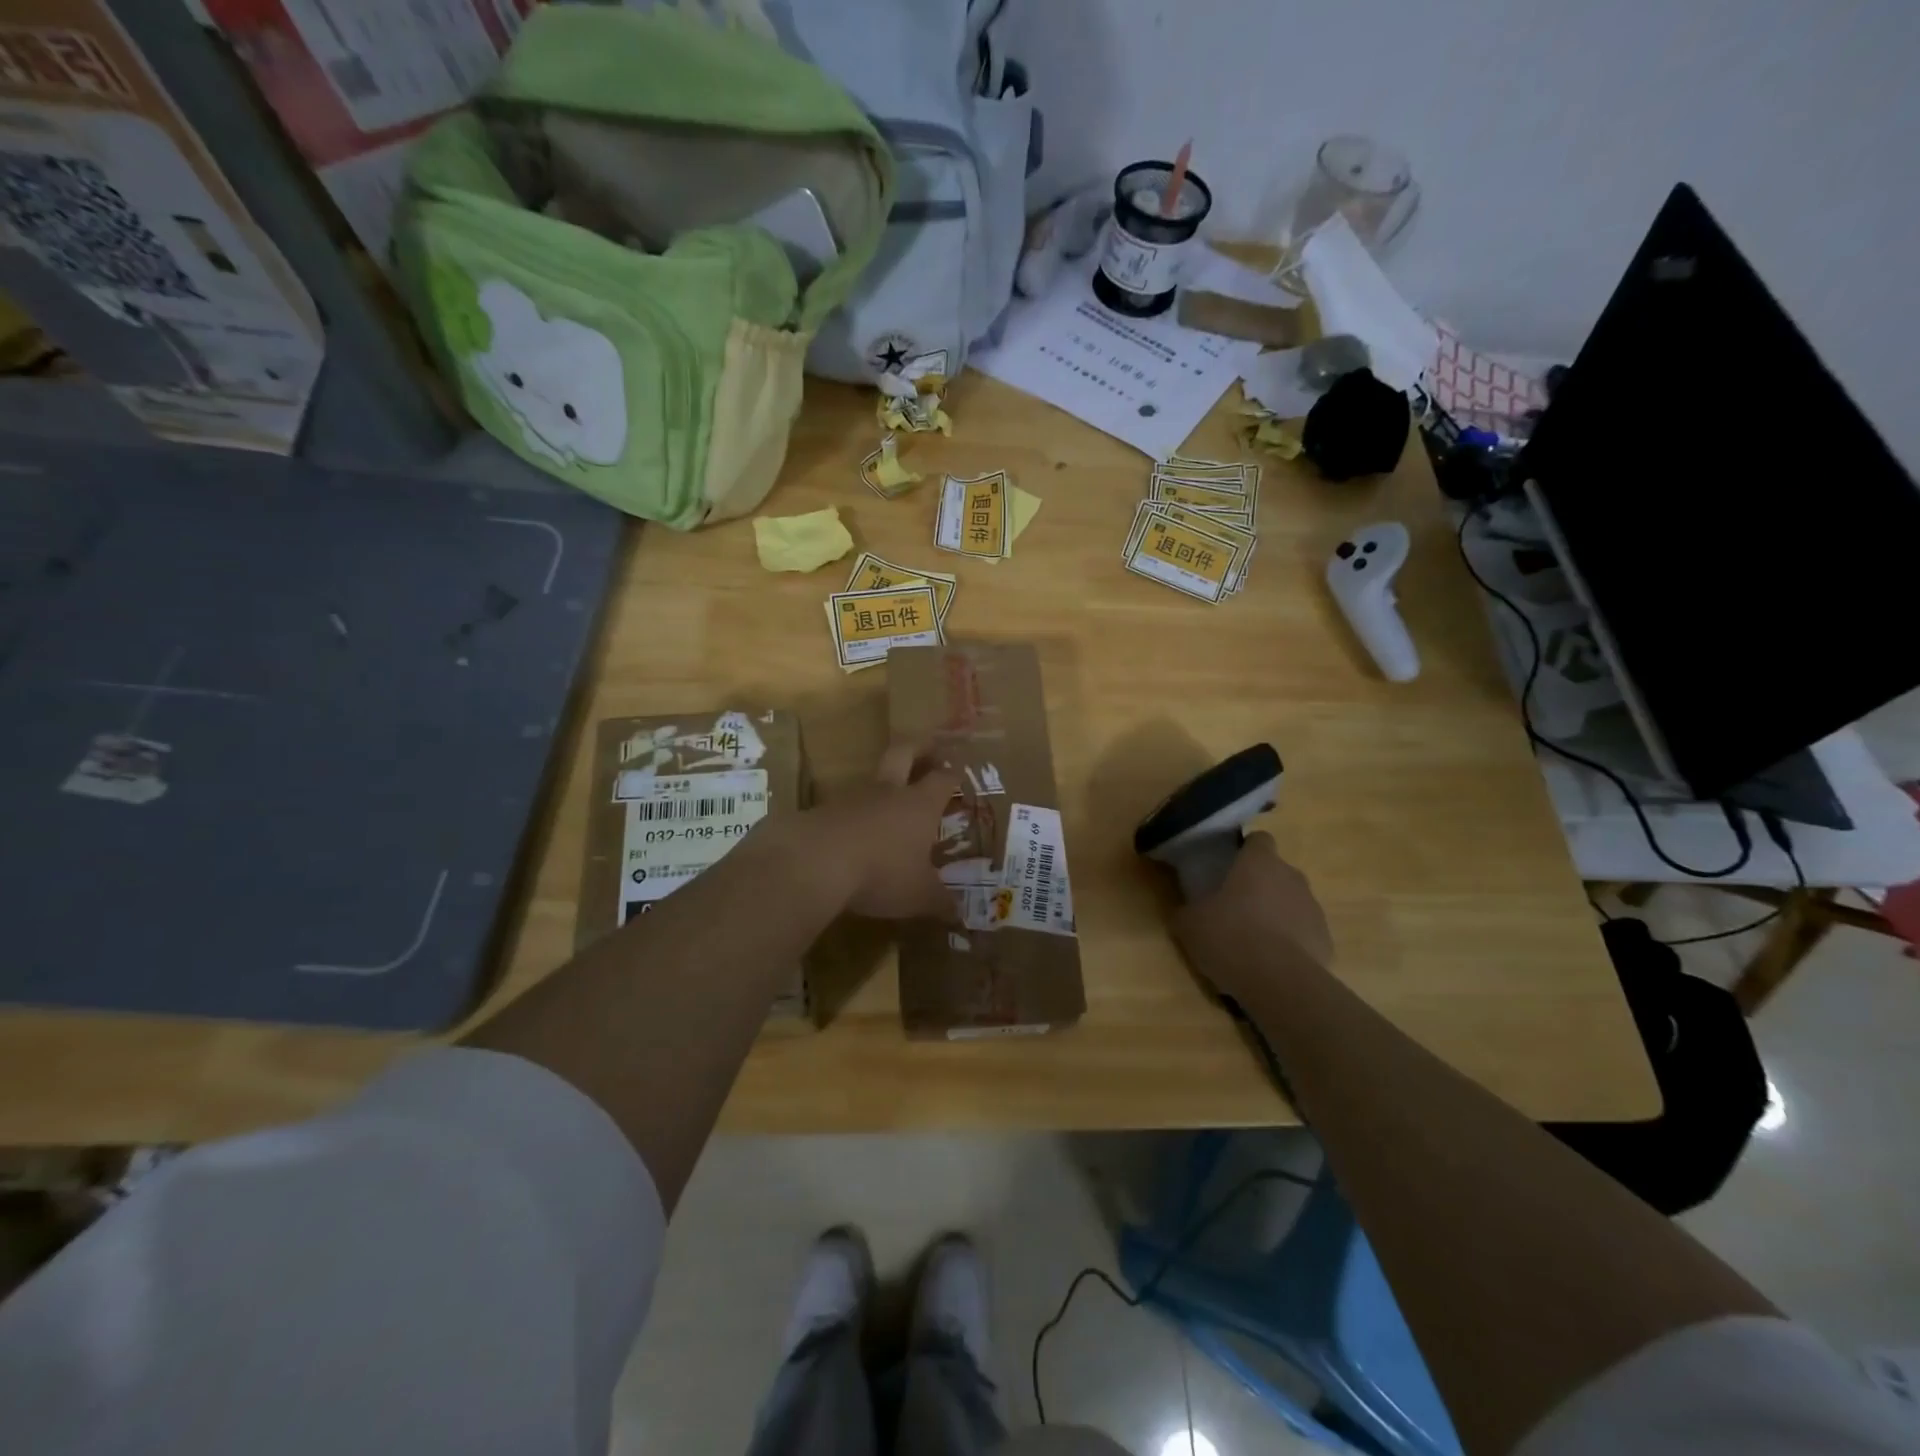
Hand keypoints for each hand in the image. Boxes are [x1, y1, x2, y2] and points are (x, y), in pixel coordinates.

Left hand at [786, 743, 959, 921]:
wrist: (814, 862)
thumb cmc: (881, 872)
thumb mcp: (918, 895)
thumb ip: (940, 902)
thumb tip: (959, 915)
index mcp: (919, 804)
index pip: (942, 778)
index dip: (952, 775)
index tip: (959, 775)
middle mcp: (888, 792)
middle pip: (904, 753)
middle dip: (919, 748)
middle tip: (929, 748)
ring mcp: (852, 798)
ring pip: (872, 780)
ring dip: (883, 786)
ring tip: (891, 803)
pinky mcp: (822, 811)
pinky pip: (845, 807)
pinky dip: (854, 815)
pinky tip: (855, 835)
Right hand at [1172, 832, 1333, 1003]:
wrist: (1280, 983)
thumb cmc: (1230, 938)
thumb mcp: (1190, 924)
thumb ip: (1187, 911)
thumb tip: (1184, 912)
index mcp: (1259, 863)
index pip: (1259, 839)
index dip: (1245, 851)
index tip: (1230, 867)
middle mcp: (1292, 877)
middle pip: (1276, 872)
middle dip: (1259, 886)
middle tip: (1234, 908)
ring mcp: (1313, 909)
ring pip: (1291, 902)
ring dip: (1275, 914)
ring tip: (1253, 942)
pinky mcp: (1325, 940)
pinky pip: (1304, 933)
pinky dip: (1290, 943)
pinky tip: (1272, 964)